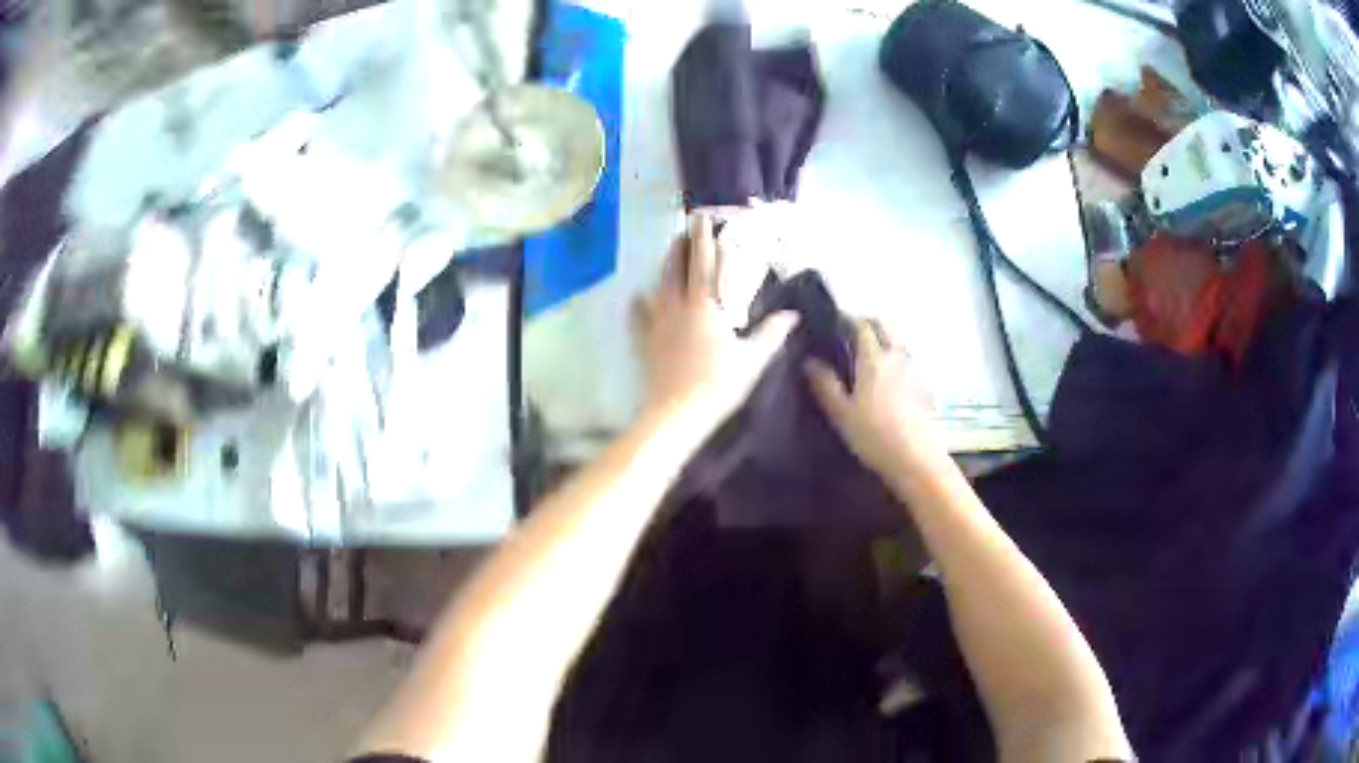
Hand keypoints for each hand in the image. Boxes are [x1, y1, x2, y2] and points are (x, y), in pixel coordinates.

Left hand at [633, 214, 797, 426]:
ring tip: (669, 254)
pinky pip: (639, 317)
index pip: (704, 263)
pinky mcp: (645, 342)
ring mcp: (657, 324)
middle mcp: (677, 306)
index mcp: (704, 306)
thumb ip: (771, 333)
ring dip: (664, 267)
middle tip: (684, 231)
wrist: (677, 414)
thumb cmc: (719, 384)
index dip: (704, 239)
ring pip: (658, 286)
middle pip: (676, 268)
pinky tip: (637, 296)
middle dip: (681, 247)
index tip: (703, 219)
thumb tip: (793, 314)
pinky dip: (638, 304)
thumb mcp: (752, 360)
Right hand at [805, 320, 948, 480]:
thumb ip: (825, 384)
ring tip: (868, 352)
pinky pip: (908, 359)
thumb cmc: (874, 436)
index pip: (862, 325)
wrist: (916, 460)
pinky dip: (896, 357)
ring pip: (898, 341)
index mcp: (874, 359)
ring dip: (884, 337)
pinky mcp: (924, 385)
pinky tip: (888, 376)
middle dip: (868, 323)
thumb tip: (809, 360)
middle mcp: (897, 356)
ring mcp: (914, 369)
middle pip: (885, 326)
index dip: (847, 320)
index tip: (833, 324)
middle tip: (851, 333)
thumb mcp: (841, 414)